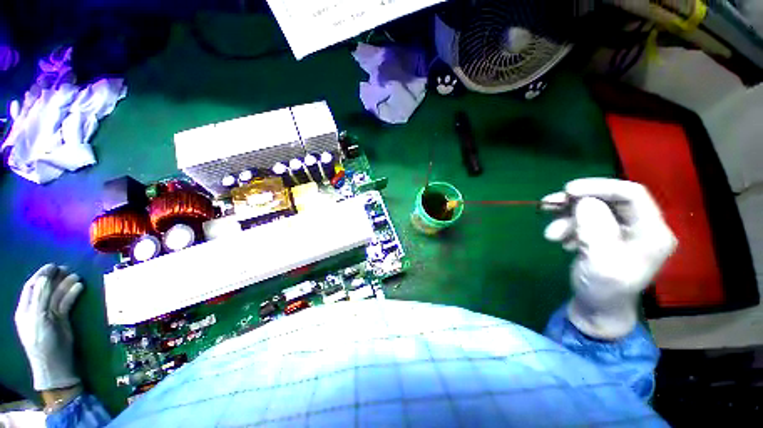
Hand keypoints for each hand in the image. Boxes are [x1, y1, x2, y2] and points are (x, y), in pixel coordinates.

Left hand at [15, 264, 83, 390]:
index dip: (41, 275)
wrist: (55, 364)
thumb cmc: (43, 341)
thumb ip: (41, 297)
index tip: (52, 265)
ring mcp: (49, 315)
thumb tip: (46, 277)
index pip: (32, 286)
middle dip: (55, 278)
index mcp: (26, 309)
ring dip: (66, 284)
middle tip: (67, 268)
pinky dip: (72, 294)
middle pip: (45, 289)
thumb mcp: (39, 318)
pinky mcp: (61, 319)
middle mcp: (36, 309)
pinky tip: (80, 287)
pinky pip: (66, 303)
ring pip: (57, 295)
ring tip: (77, 276)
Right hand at [542, 178, 676, 338]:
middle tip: (547, 206)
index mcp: (651, 232)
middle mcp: (641, 226)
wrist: (598, 309)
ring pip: (593, 209)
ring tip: (550, 234)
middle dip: (575, 203)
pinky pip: (586, 220)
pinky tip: (560, 239)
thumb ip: (594, 229)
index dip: (599, 187)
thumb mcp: (599, 261)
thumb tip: (584, 201)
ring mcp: (623, 231)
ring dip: (567, 216)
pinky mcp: (607, 235)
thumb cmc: (603, 289)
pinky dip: (568, 225)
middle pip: (608, 200)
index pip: (631, 194)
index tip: (567, 191)